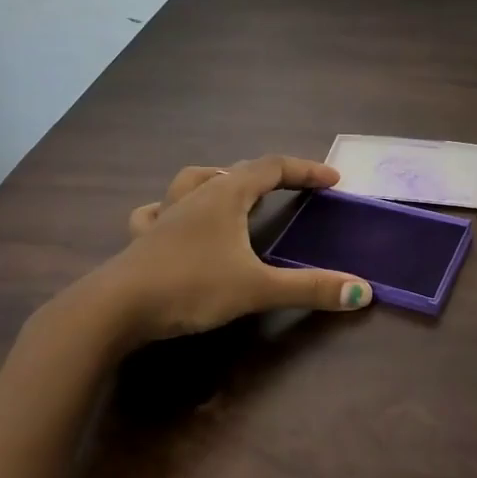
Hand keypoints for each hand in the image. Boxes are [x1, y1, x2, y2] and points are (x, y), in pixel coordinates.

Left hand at [63, 155, 373, 346]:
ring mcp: (164, 215)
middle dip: (270, 175)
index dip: (305, 170)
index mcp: (225, 196)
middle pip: (237, 170)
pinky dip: (173, 210)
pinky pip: (157, 212)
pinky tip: (173, 222)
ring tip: (234, 194)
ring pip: (194, 182)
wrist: (114, 309)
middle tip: (293, 189)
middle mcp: (195, 196)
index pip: (272, 167)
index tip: (333, 180)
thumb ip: (309, 288)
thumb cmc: (190, 287)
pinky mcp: (142, 240)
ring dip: (220, 182)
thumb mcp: (256, 289)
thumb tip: (362, 290)